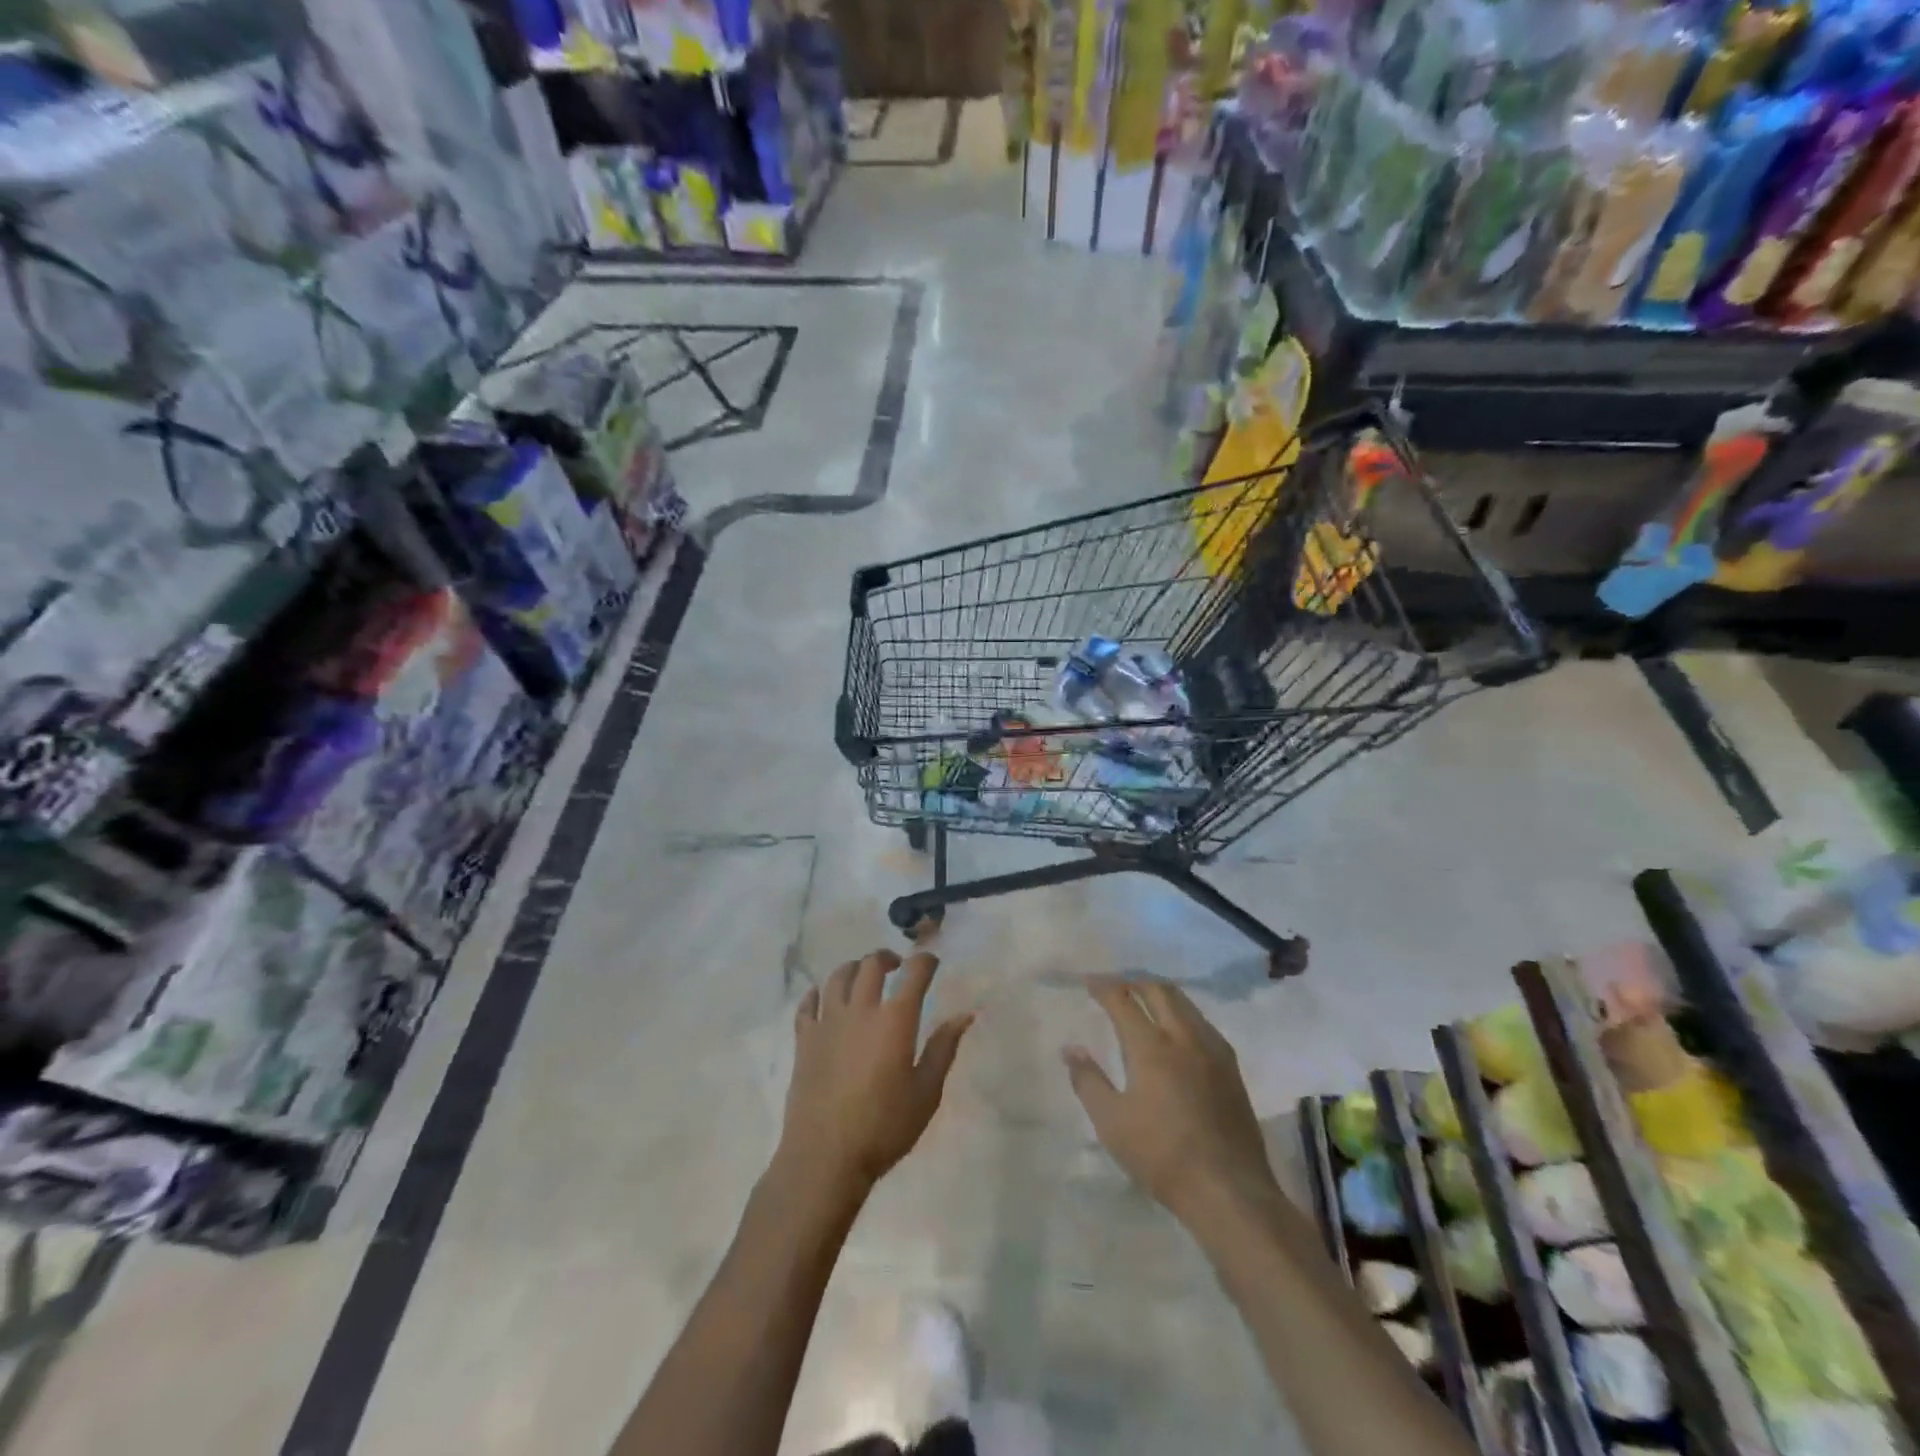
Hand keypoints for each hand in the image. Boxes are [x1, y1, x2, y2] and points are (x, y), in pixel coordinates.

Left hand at [780, 949, 973, 1199]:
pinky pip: (807, 1004)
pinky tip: (822, 996)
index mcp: (895, 1020)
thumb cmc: (883, 1127)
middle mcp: (860, 1010)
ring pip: (838, 977)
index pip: (914, 973)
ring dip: (854, 968)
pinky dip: (816, 994)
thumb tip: (965, 1015)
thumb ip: (943, 1049)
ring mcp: (828, 1022)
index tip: (932, 963)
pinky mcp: (804, 1040)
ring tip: (862, 976)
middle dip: (887, 958)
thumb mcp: (926, 1093)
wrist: (825, 1157)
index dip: (925, 961)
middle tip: (896, 967)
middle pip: (871, 965)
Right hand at [1064, 975, 1278, 1224]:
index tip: (1088, 982)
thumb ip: (1088, 1080)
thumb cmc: (1161, 1156)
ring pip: (1184, 1002)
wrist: (1229, 1189)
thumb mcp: (1111, 1123)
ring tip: (1142, 1001)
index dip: (1103, 986)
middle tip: (1114, 987)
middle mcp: (1184, 1036)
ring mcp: (1213, 1049)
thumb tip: (1070, 1048)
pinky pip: (1201, 1022)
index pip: (1122, 1000)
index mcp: (1151, 1046)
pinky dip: (1181, 1013)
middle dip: (1133, 982)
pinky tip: (1176, 1031)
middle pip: (1158, 990)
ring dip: (1159, 993)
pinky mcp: (1231, 1067)